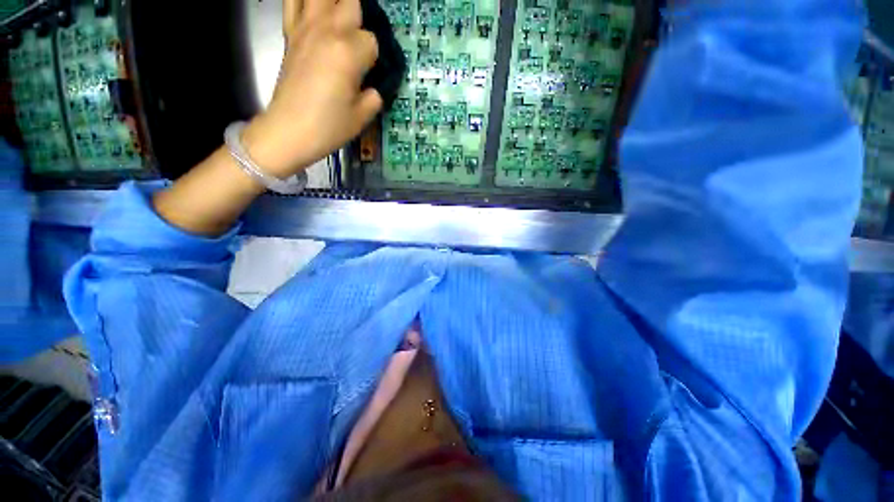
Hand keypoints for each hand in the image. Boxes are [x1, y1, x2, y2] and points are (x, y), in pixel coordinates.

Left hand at [242, 0, 381, 177]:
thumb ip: (374, 96)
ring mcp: (305, 28)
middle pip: (351, 4)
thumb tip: (374, 88)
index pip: (372, 41)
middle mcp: (328, 32)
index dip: (375, 57)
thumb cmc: (329, 127)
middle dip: (360, 20)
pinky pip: (293, 1)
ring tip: (342, 18)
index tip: (371, 73)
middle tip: (361, 43)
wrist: (289, 130)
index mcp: (349, 53)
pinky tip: (315, 8)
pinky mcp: (290, 33)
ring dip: (336, 3)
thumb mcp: (362, 117)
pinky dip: (304, 0)